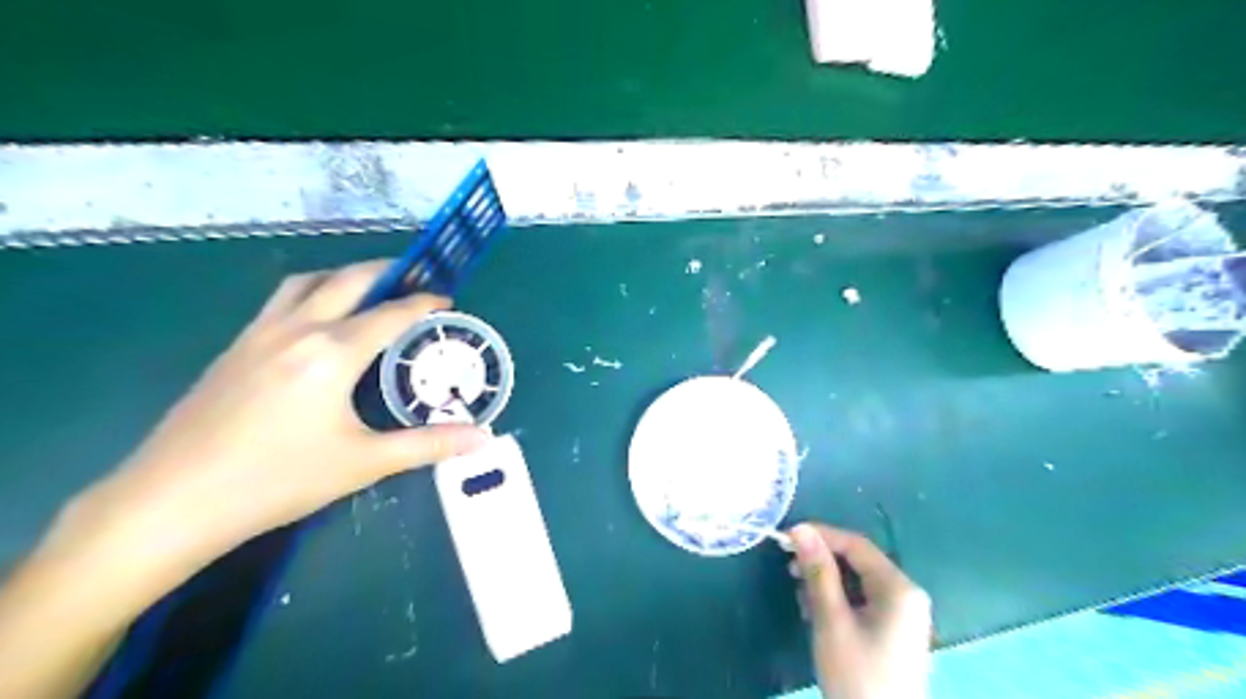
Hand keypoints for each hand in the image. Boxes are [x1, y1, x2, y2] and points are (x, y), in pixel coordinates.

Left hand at [43, 258, 490, 597]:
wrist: (171, 501)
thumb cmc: (277, 480)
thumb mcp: (363, 463)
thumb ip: (427, 445)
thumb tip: (481, 438)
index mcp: (332, 353)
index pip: (390, 313)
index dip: (424, 303)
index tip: (447, 300)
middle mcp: (296, 330)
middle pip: (347, 280)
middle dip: (386, 272)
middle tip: (414, 279)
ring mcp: (258, 335)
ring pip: (306, 283)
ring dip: (343, 277)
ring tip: (369, 291)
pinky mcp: (234, 348)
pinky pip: (281, 302)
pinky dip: (311, 294)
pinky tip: (318, 322)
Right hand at [791, 525, 929, 698]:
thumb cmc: (857, 674)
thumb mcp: (831, 620)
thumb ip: (818, 572)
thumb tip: (800, 529)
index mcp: (899, 588)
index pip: (856, 545)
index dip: (820, 536)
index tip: (786, 538)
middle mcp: (906, 595)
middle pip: (858, 562)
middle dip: (822, 562)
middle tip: (789, 570)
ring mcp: (903, 615)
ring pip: (858, 582)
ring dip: (827, 583)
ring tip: (801, 597)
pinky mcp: (894, 632)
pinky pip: (863, 601)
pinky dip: (838, 601)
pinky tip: (817, 614)